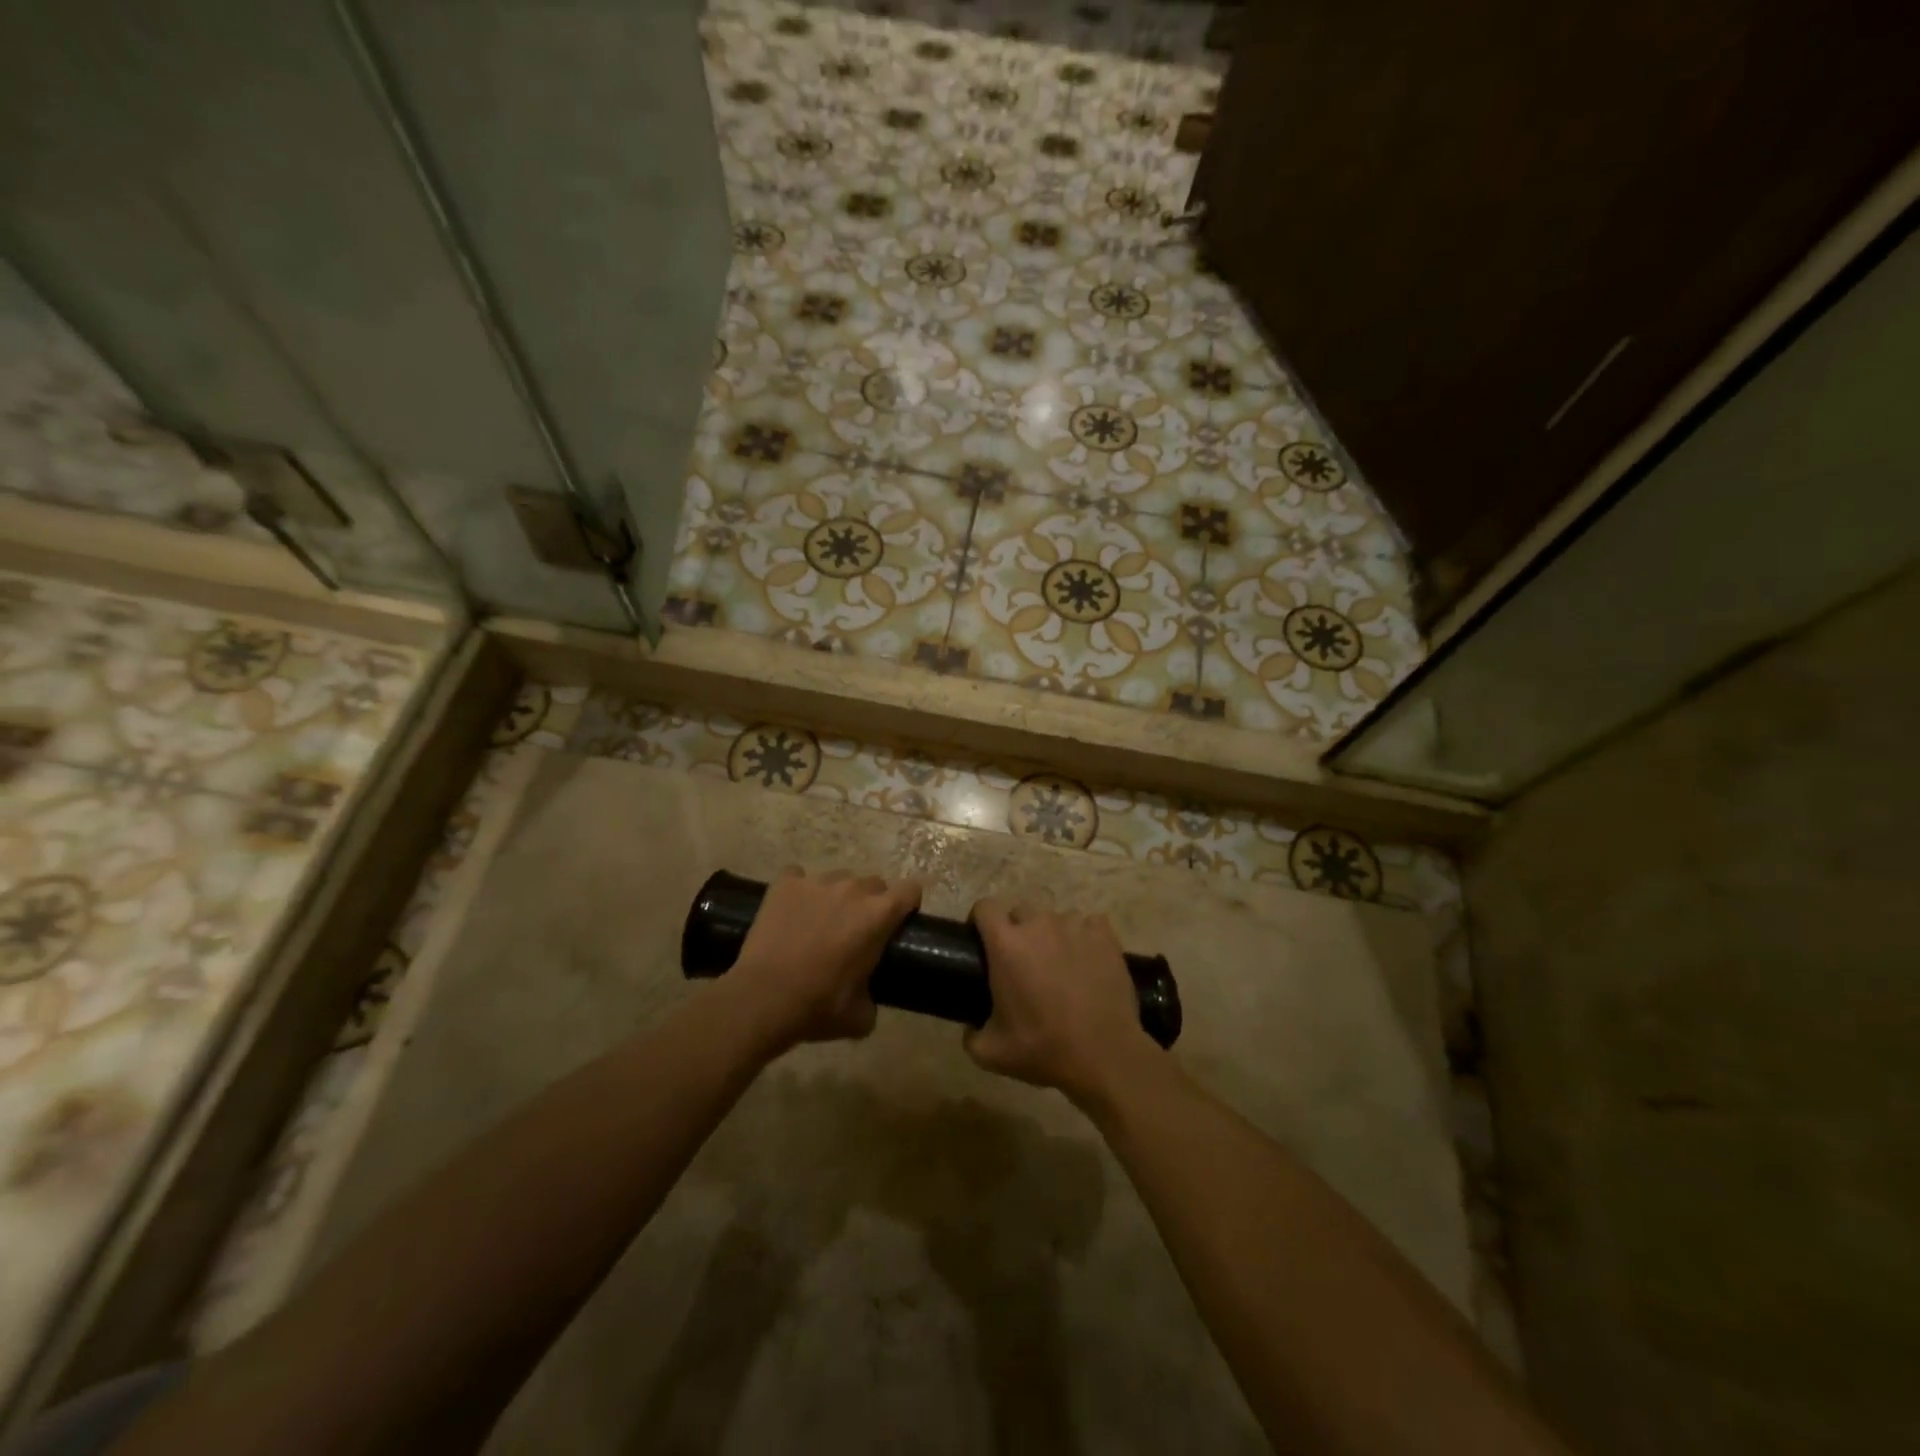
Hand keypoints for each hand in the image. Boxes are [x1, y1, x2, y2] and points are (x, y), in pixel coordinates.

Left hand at [727, 868, 921, 1054]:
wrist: (763, 998)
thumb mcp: (860, 1017)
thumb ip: (873, 997)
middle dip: (870, 904)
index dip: (908, 905)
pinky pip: (798, 877)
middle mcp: (853, 889)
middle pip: (874, 884)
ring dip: (835, 897)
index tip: (898, 923)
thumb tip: (868, 997)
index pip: (910, 890)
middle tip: (854, 932)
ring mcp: (817, 882)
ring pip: (838, 879)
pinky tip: (790, 913)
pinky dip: (798, 892)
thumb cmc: (818, 1007)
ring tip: (818, 924)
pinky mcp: (785, 883)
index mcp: (879, 915)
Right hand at [964, 899, 1158, 1106]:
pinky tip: (1087, 961)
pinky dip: (1085, 937)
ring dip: (1051, 935)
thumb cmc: (1043, 1049)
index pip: (984, 907)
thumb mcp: (991, 1053)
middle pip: (1020, 910)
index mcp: (1006, 944)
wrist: (1104, 1055)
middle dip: (1016, 929)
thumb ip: (970, 1036)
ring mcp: (1075, 926)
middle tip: (1021, 961)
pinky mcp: (1104, 935)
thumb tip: (971, 1027)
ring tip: (1058, 965)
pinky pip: (1089, 924)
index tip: (982, 942)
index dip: (980, 921)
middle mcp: (1038, 925)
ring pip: (1055, 918)